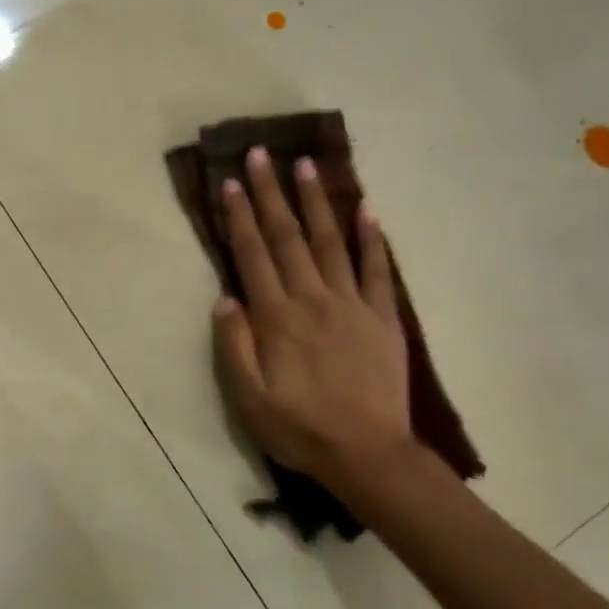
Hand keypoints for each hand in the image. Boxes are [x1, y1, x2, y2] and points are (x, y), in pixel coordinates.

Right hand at [211, 146, 412, 489]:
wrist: (367, 453)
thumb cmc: (299, 428)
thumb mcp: (247, 399)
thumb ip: (234, 346)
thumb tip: (225, 298)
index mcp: (276, 318)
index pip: (253, 255)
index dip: (240, 217)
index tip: (230, 182)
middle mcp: (312, 299)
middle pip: (287, 237)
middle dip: (271, 194)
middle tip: (262, 154)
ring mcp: (352, 305)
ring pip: (329, 242)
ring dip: (315, 202)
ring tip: (306, 165)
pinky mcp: (383, 318)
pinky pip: (378, 270)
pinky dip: (371, 238)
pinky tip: (366, 208)